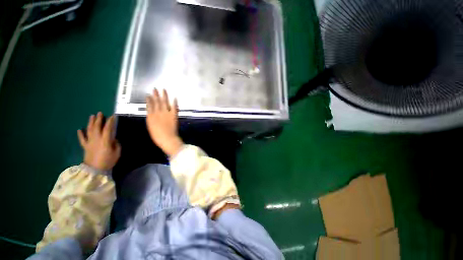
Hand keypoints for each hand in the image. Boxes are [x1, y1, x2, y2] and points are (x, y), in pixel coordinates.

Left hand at [77, 112, 120, 169]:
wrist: (95, 170)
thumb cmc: (108, 161)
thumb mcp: (117, 153)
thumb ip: (116, 144)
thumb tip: (114, 139)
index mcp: (105, 140)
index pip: (108, 128)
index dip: (110, 122)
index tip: (113, 116)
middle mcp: (96, 139)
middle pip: (97, 127)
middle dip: (99, 119)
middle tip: (100, 113)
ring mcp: (90, 142)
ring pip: (89, 130)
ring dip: (90, 123)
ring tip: (91, 116)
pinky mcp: (85, 146)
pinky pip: (82, 139)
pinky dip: (80, 134)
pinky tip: (79, 130)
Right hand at [146, 89, 183, 156]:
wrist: (167, 139)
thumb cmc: (158, 136)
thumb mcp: (151, 127)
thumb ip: (151, 119)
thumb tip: (151, 114)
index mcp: (151, 116)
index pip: (149, 105)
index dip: (149, 99)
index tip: (148, 94)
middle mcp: (158, 113)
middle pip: (156, 101)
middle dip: (156, 94)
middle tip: (155, 88)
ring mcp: (166, 113)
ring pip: (164, 102)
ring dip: (164, 95)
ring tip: (163, 90)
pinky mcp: (174, 115)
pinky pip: (174, 107)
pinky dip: (174, 102)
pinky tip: (174, 97)